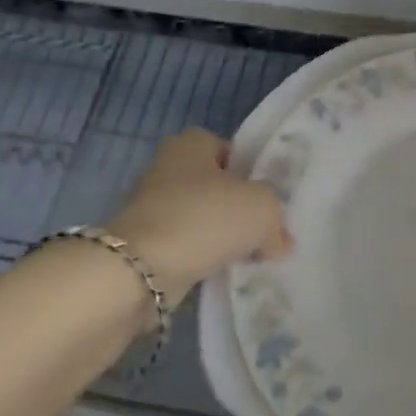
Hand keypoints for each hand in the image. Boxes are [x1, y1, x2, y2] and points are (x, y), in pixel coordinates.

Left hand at [105, 129, 290, 305]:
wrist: (139, 272)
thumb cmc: (204, 218)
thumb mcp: (262, 208)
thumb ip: (275, 219)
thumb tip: (276, 241)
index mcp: (191, 143)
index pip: (229, 150)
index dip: (250, 172)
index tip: (266, 198)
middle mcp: (167, 168)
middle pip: (215, 186)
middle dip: (236, 208)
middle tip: (261, 229)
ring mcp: (151, 208)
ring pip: (200, 219)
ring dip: (219, 237)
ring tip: (245, 256)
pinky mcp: (142, 245)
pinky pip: (185, 247)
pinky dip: (201, 259)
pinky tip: (220, 272)